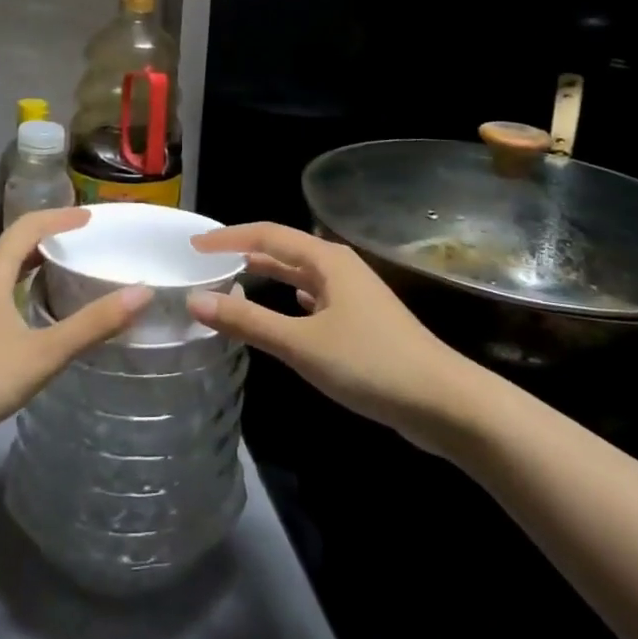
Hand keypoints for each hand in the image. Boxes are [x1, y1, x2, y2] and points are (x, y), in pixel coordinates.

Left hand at [0, 208, 148, 496]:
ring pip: (3, 269)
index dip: (62, 217)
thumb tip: (142, 292)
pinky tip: (32, 314)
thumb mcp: (42, 355)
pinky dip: (20, 287)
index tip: (93, 217)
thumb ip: (92, 325)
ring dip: (34, 263)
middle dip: (51, 237)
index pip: (30, 225)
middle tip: (86, 243)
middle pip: (15, 243)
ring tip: (66, 272)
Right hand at [186, 223, 468, 448]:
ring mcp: (353, 293)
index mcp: (325, 259)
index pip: (266, 235)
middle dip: (245, 252)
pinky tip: (284, 306)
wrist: (444, 403)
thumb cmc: (370, 364)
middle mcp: (338, 267)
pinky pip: (314, 297)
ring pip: (299, 274)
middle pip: (283, 250)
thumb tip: (195, 301)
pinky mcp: (362, 320)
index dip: (228, 238)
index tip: (193, 247)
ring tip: (233, 280)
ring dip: (268, 275)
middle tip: (207, 263)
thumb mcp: (301, 344)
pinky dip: (290, 297)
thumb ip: (248, 322)